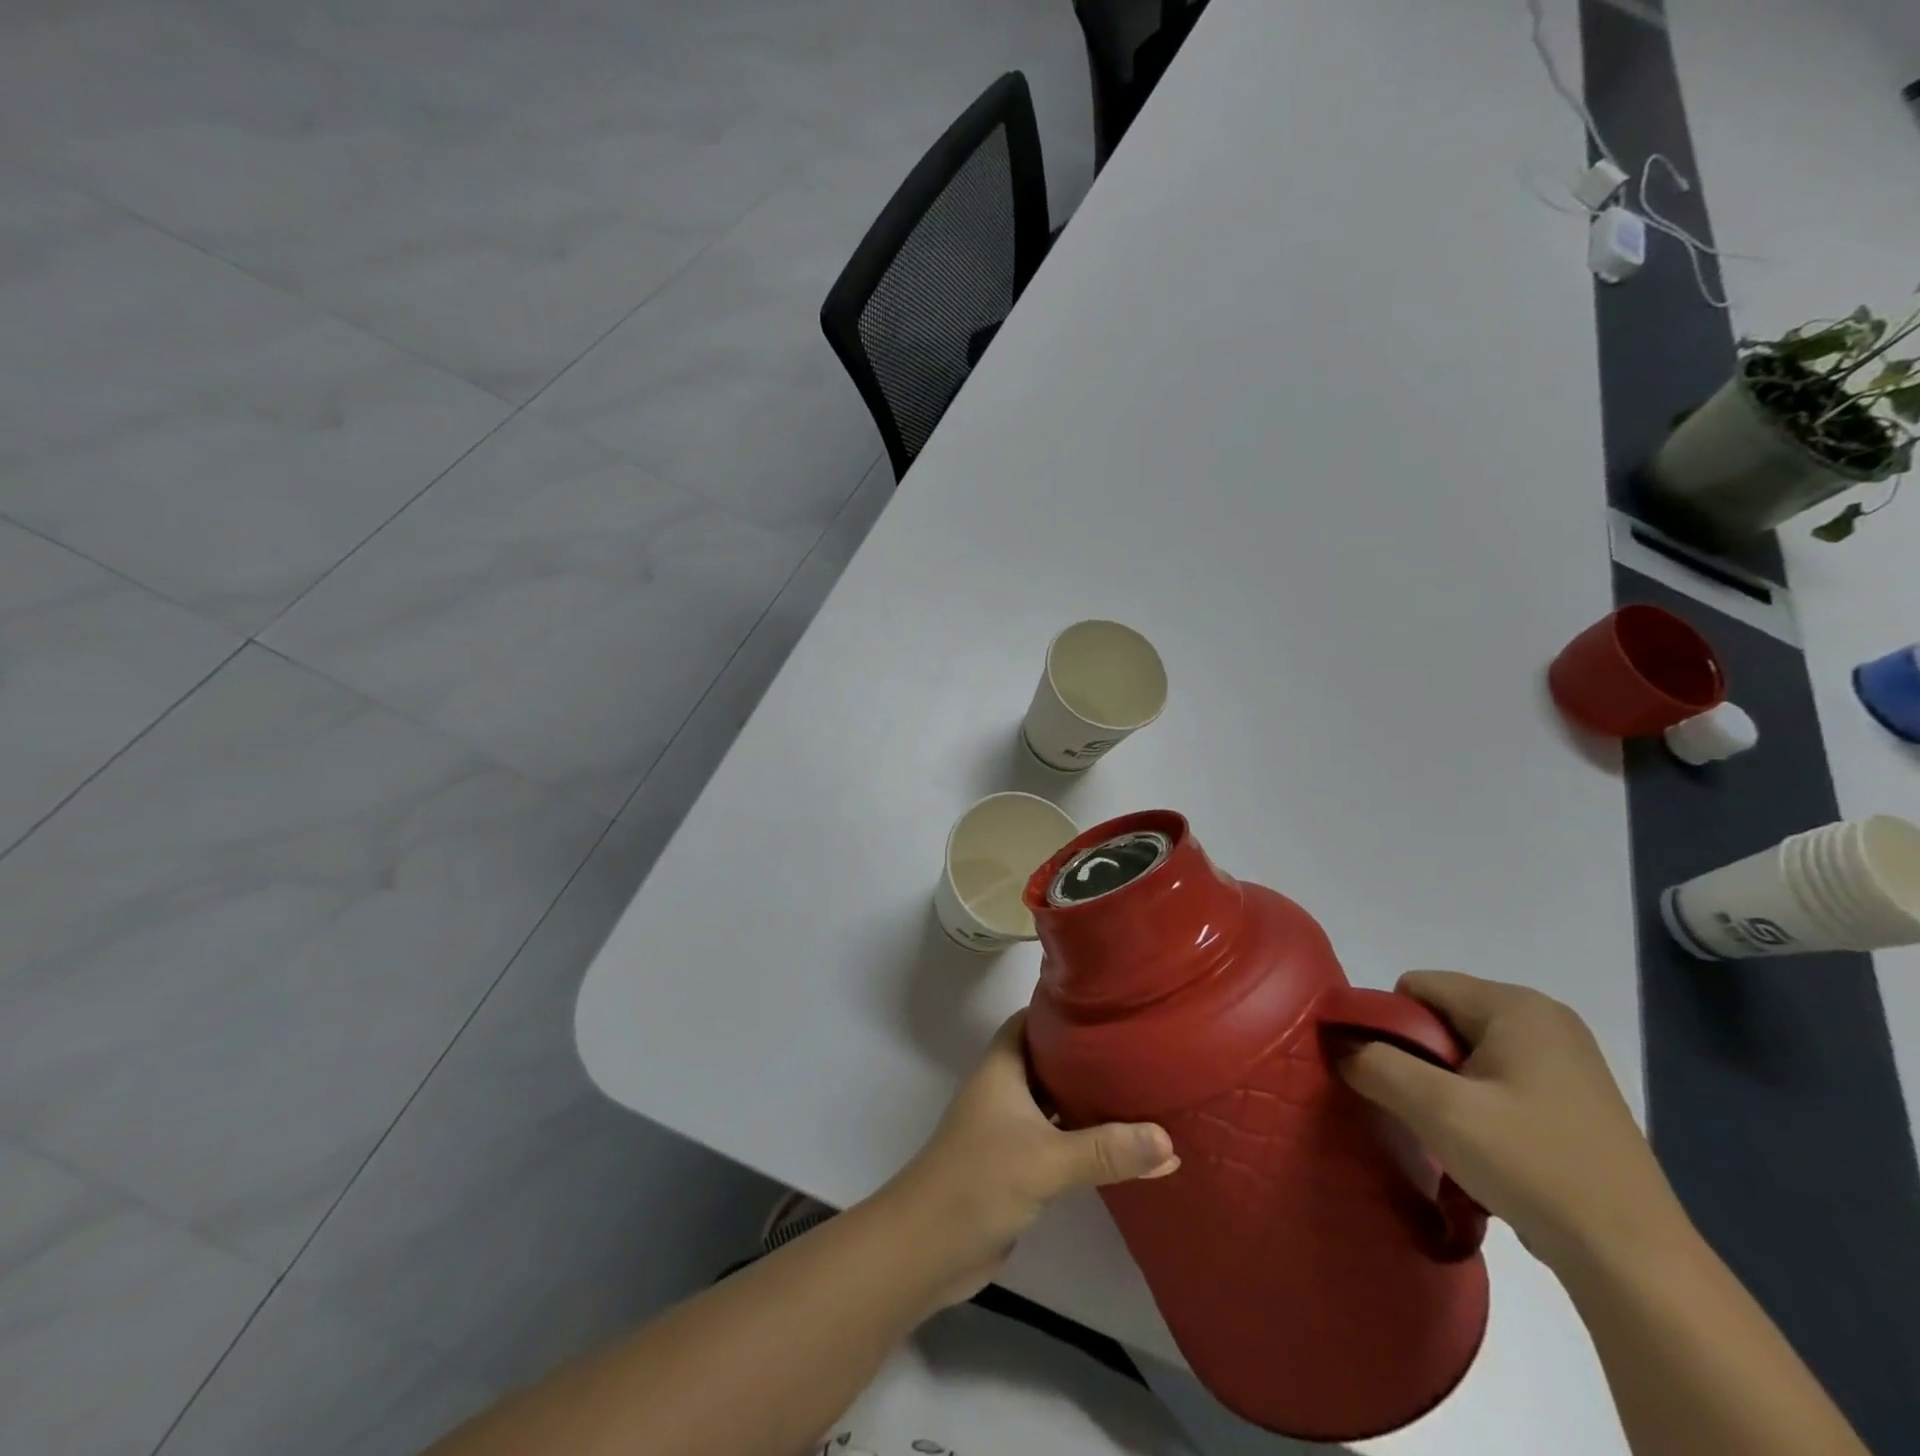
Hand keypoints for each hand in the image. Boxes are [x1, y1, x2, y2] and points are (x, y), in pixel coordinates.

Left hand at [881, 1011, 1177, 1305]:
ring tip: (1140, 1090)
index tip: (1109, 1005)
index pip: (1033, 1019)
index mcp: (1003, 1066)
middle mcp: (1004, 1089)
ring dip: (1088, 1100)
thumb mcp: (1047, 1159)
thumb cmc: (980, 1180)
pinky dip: (1083, 1138)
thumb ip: (1106, 1150)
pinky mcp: (1016, 1164)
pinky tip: (1121, 1145)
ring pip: (1055, 1101)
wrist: (929, 1247)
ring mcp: (1008, 1127)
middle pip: (1049, 1059)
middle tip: (1138, 1049)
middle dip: (1088, 1055)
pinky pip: (1056, 1139)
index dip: (1065, 1009)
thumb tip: (1168, 1140)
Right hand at [1338, 971, 1689, 1274]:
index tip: (1391, 1078)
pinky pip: (1499, 1077)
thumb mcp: (1437, 1110)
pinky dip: (1478, 1101)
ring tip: (1452, 1133)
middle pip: (1442, 1015)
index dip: (1389, 1025)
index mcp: (1516, 1005)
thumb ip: (1376, 1064)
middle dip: (1418, 1057)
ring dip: (1445, 1084)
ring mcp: (1567, 1059)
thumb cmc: (1533, 1166)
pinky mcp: (1576, 1098)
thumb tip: (1336, 1043)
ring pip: (1468, 1049)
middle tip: (1422, 1109)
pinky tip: (1488, 1146)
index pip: (1417, 987)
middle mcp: (1544, 1018)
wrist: (1637, 1264)